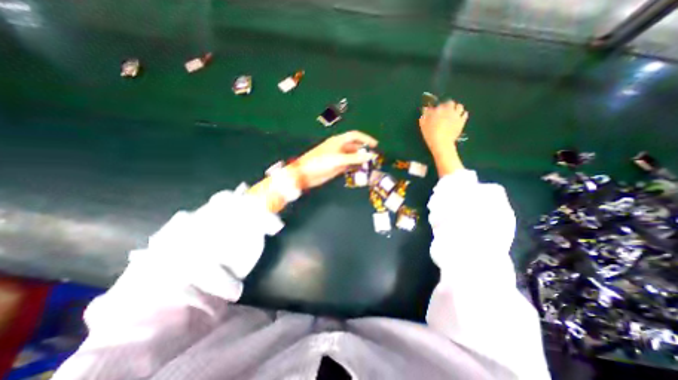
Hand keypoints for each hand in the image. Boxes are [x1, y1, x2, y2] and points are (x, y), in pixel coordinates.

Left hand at [287, 131, 378, 189]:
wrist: (305, 174)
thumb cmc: (320, 162)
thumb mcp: (338, 159)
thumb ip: (354, 158)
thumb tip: (370, 155)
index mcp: (338, 142)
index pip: (355, 136)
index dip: (365, 139)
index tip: (375, 145)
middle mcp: (339, 148)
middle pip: (355, 147)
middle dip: (364, 151)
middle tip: (375, 158)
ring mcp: (338, 158)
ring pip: (352, 157)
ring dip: (360, 160)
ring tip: (370, 166)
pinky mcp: (336, 167)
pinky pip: (349, 165)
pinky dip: (355, 167)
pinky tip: (361, 172)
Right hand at [416, 100, 469, 156]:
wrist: (442, 143)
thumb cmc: (430, 135)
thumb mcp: (423, 126)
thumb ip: (424, 116)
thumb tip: (425, 110)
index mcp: (438, 110)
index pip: (437, 104)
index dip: (436, 108)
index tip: (434, 112)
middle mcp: (448, 110)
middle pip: (449, 103)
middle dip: (447, 106)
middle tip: (444, 112)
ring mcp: (456, 115)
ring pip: (459, 106)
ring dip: (456, 108)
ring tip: (453, 113)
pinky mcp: (462, 121)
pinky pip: (465, 114)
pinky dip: (462, 114)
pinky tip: (458, 118)